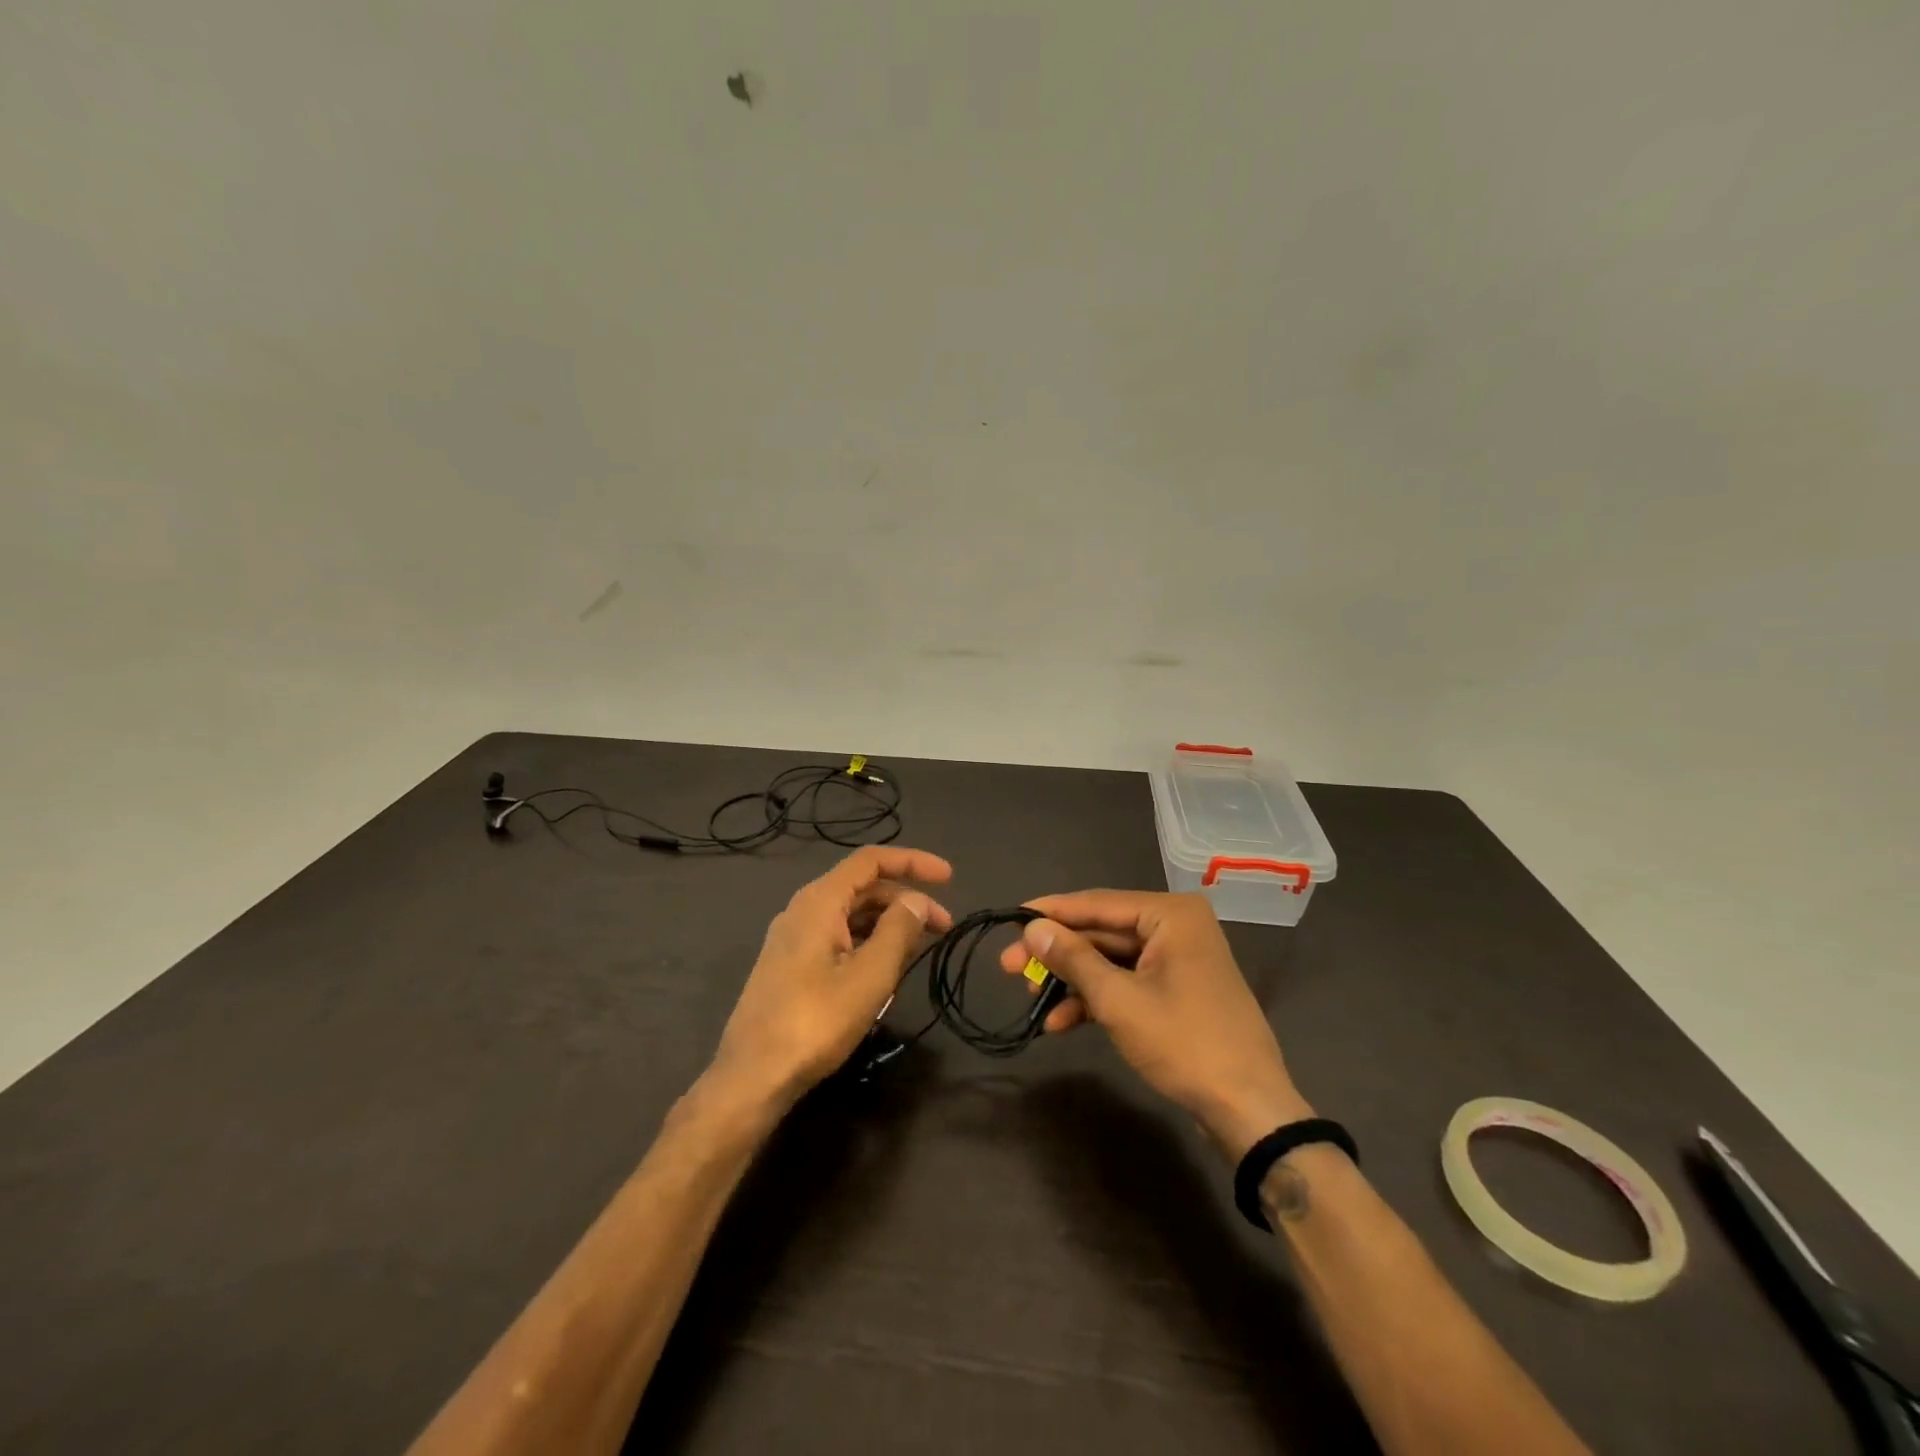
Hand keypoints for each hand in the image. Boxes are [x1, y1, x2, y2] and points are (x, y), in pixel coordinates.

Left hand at [711, 846, 952, 1106]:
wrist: (752, 1076)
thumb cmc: (815, 1021)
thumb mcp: (869, 976)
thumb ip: (898, 931)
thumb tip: (918, 901)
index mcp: (820, 901)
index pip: (871, 860)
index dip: (913, 862)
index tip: (949, 878)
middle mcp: (803, 910)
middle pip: (863, 887)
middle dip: (906, 899)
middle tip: (944, 926)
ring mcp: (793, 938)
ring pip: (850, 914)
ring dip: (888, 922)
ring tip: (920, 948)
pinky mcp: (790, 965)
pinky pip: (837, 937)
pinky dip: (868, 941)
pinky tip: (885, 968)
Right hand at [1000, 890, 1310, 1160]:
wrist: (1248, 1108)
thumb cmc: (1184, 1042)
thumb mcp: (1118, 1000)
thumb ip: (1073, 958)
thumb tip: (1032, 927)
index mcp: (1170, 914)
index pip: (1097, 903)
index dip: (1050, 912)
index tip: (1010, 919)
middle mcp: (1176, 926)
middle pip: (1102, 932)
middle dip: (1057, 954)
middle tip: (1010, 968)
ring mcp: (1179, 959)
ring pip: (1112, 960)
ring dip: (1073, 981)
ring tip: (1032, 1001)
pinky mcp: (1178, 989)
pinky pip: (1128, 981)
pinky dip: (1097, 999)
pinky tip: (1062, 1023)